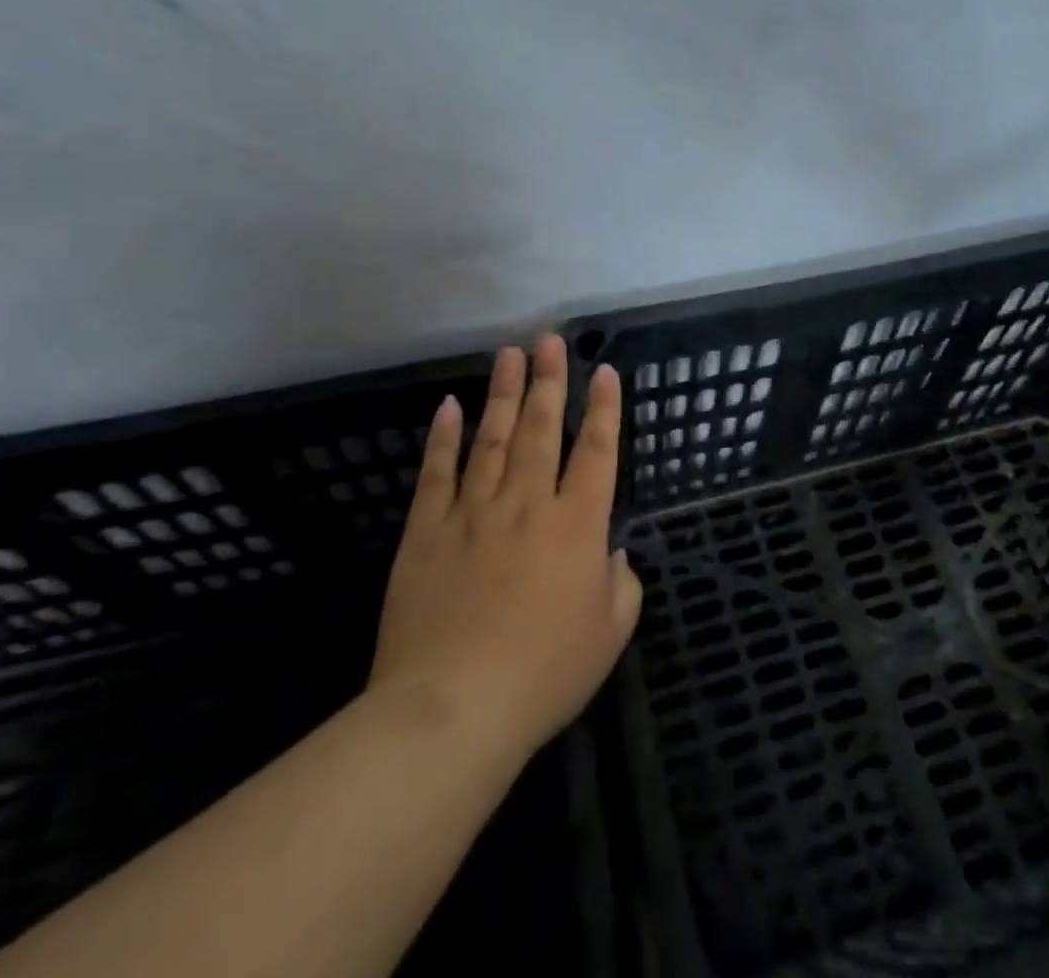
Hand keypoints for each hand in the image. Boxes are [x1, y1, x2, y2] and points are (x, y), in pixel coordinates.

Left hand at [371, 334, 641, 763]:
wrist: (453, 709)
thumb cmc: (544, 674)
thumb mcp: (609, 635)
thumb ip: (621, 585)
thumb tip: (612, 553)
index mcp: (578, 526)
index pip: (598, 452)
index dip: (604, 410)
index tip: (604, 372)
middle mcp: (528, 503)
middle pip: (543, 429)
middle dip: (550, 380)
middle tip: (550, 340)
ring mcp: (473, 512)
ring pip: (493, 438)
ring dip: (504, 393)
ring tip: (510, 354)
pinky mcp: (427, 531)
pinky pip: (436, 473)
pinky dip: (443, 437)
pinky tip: (449, 405)